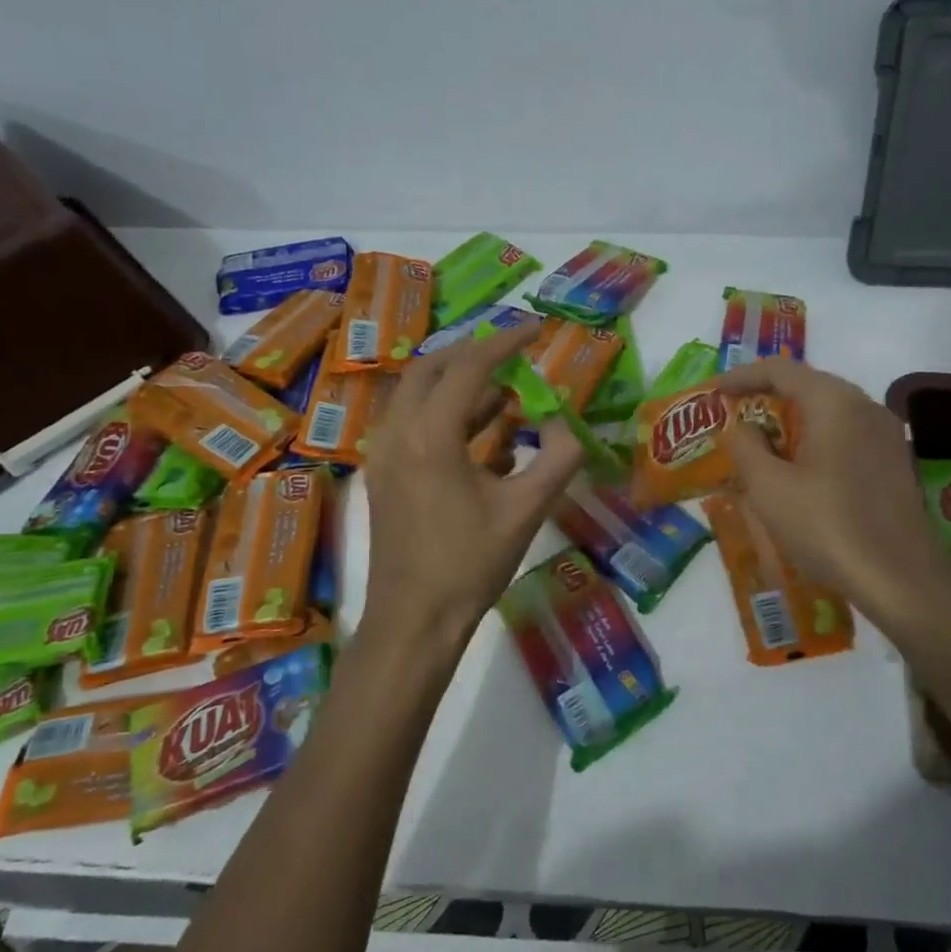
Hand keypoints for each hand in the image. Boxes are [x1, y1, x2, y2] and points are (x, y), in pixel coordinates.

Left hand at [360, 324, 583, 666]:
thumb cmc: (470, 564)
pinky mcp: (383, 475)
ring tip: (508, 394)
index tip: (537, 330)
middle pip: (431, 368)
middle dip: (474, 354)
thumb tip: (568, 423)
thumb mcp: (527, 510)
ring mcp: (383, 454)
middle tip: (515, 356)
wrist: (414, 621)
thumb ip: (558, 457)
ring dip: (459, 385)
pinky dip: (447, 414)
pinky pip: (412, 423)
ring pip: (417, 395)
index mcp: (430, 435)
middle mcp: (397, 433)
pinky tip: (484, 436)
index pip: (469, 367)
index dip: (505, 342)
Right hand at [720, 358, 950, 632]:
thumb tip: (741, 426)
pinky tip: (799, 469)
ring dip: (793, 421)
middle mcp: (866, 407)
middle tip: (735, 414)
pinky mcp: (895, 463)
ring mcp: (887, 435)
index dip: (744, 376)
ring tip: (762, 442)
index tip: (716, 391)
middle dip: (769, 397)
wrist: (902, 580)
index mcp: (835, 403)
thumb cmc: (828, 527)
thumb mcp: (769, 488)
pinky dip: (816, 440)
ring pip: (830, 412)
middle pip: (810, 385)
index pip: (782, 370)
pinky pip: (846, 435)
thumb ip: (746, 447)